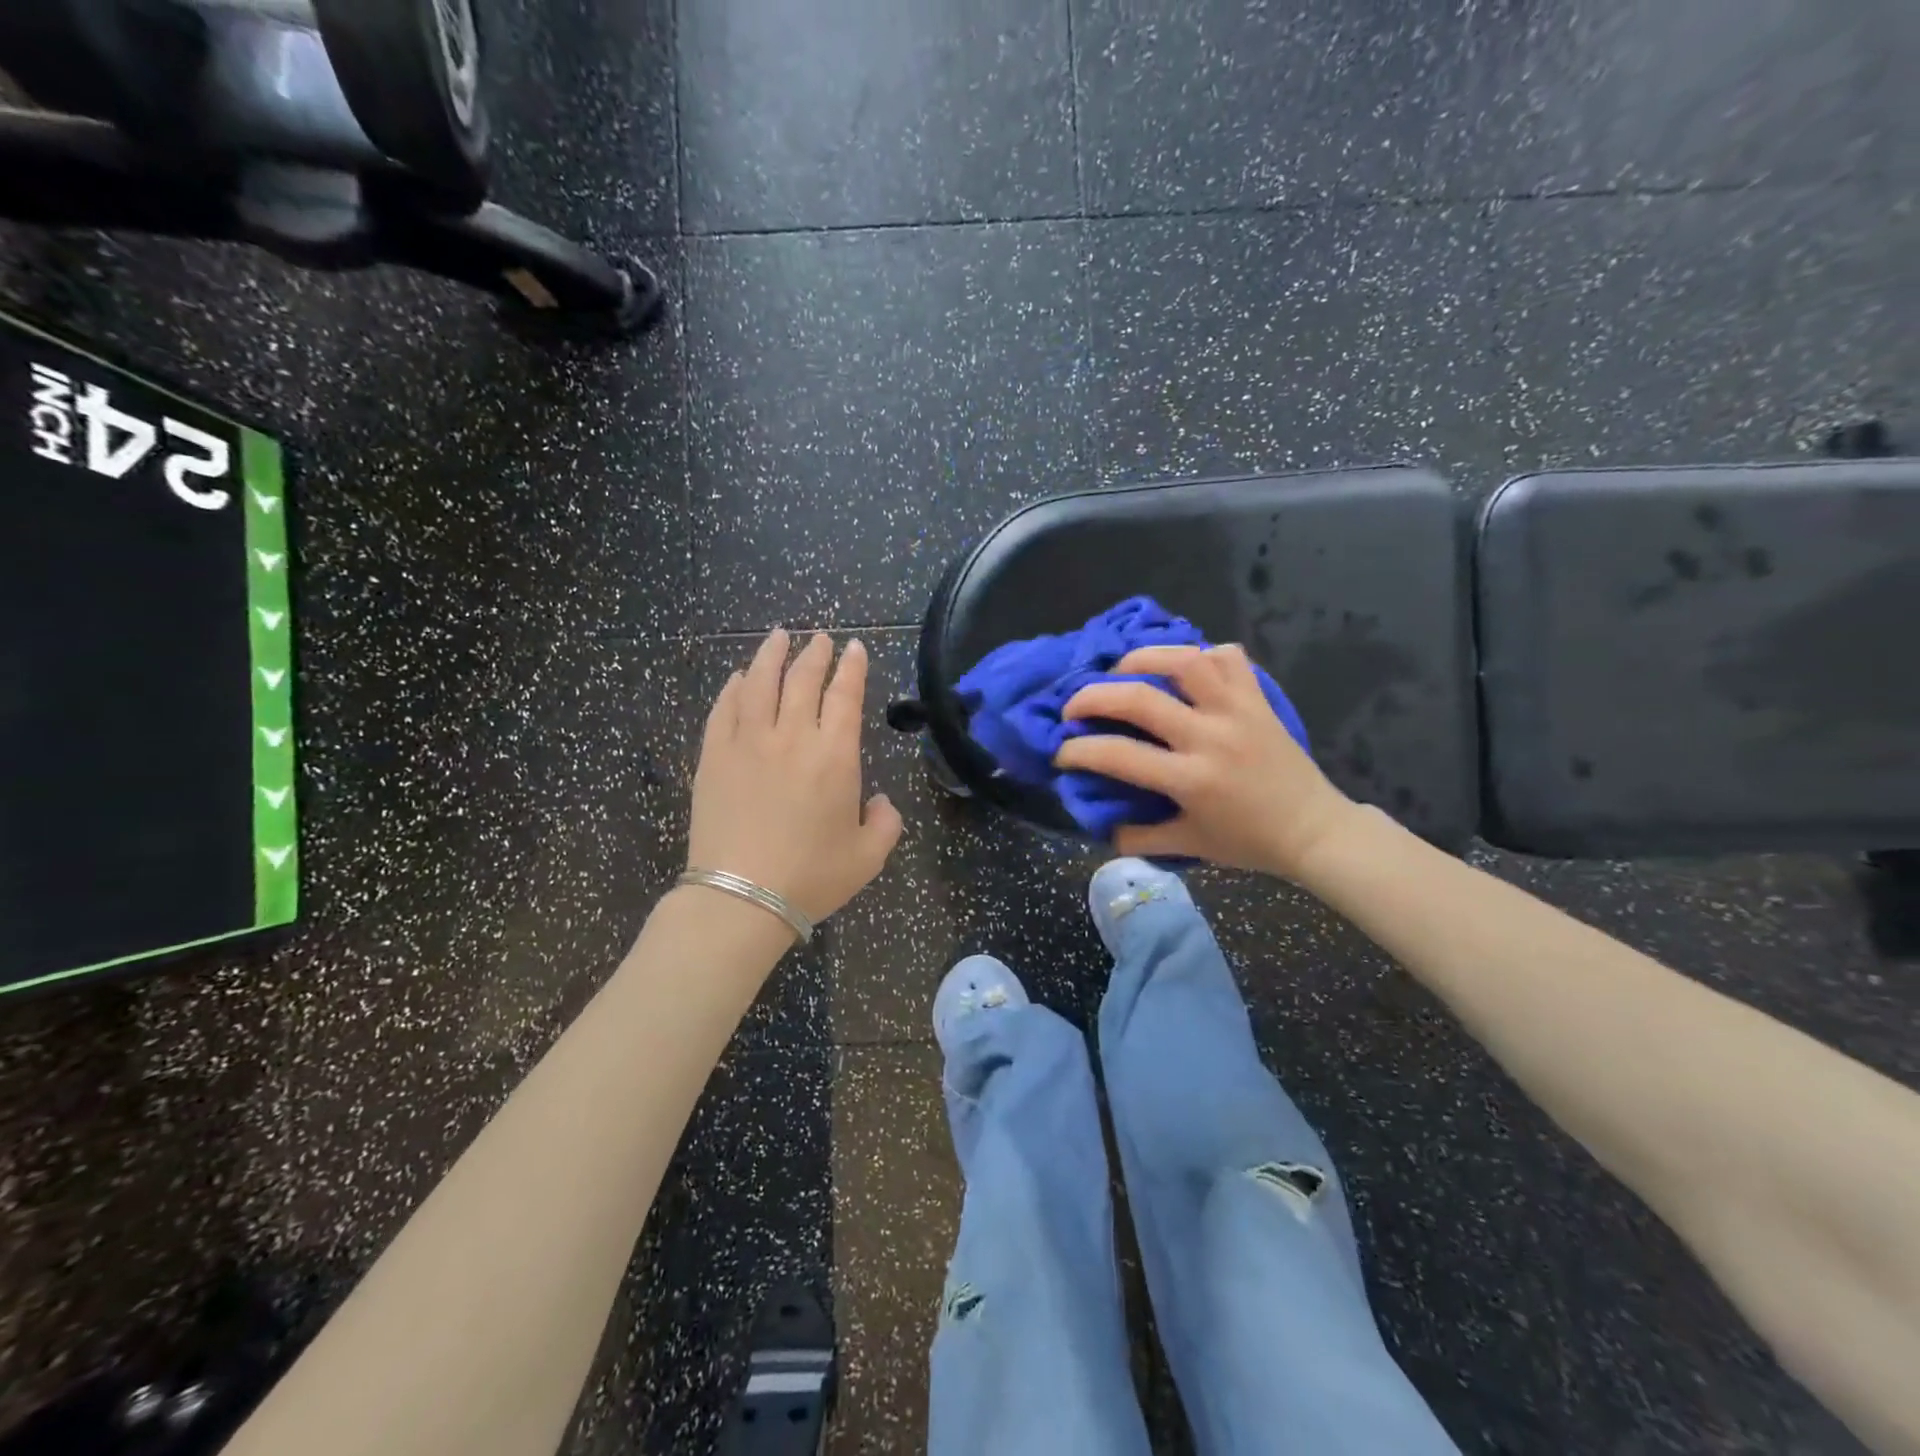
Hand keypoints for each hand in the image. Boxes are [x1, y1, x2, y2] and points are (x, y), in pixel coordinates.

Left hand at [688, 630, 903, 922]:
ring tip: (779, 637)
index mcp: (834, 756)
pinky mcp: (713, 756)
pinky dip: (734, 687)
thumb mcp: (868, 856)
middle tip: (820, 639)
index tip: (855, 647)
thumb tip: (881, 802)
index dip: (852, 667)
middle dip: (815, 654)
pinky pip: (724, 709)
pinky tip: (740, 677)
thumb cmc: (811, 877)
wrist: (741, 897)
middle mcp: (792, 737)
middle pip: (803, 680)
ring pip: (760, 683)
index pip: (845, 695)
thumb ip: (886, 823)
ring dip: (772, 655)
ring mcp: (747, 742)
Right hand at [1055, 644, 1358, 878]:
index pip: (1118, 756)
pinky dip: (1201, 654)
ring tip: (1122, 669)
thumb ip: (1139, 839)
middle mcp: (1211, 737)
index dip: (1078, 751)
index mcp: (1191, 779)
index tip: (1061, 752)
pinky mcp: (1258, 699)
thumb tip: (1102, 826)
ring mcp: (1238, 711)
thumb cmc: (1250, 842)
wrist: (1315, 830)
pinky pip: (1229, 659)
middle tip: (1073, 704)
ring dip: (1144, 658)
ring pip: (1185, 660)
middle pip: (1140, 698)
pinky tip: (1183, 668)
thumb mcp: (1189, 845)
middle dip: (1093, 696)